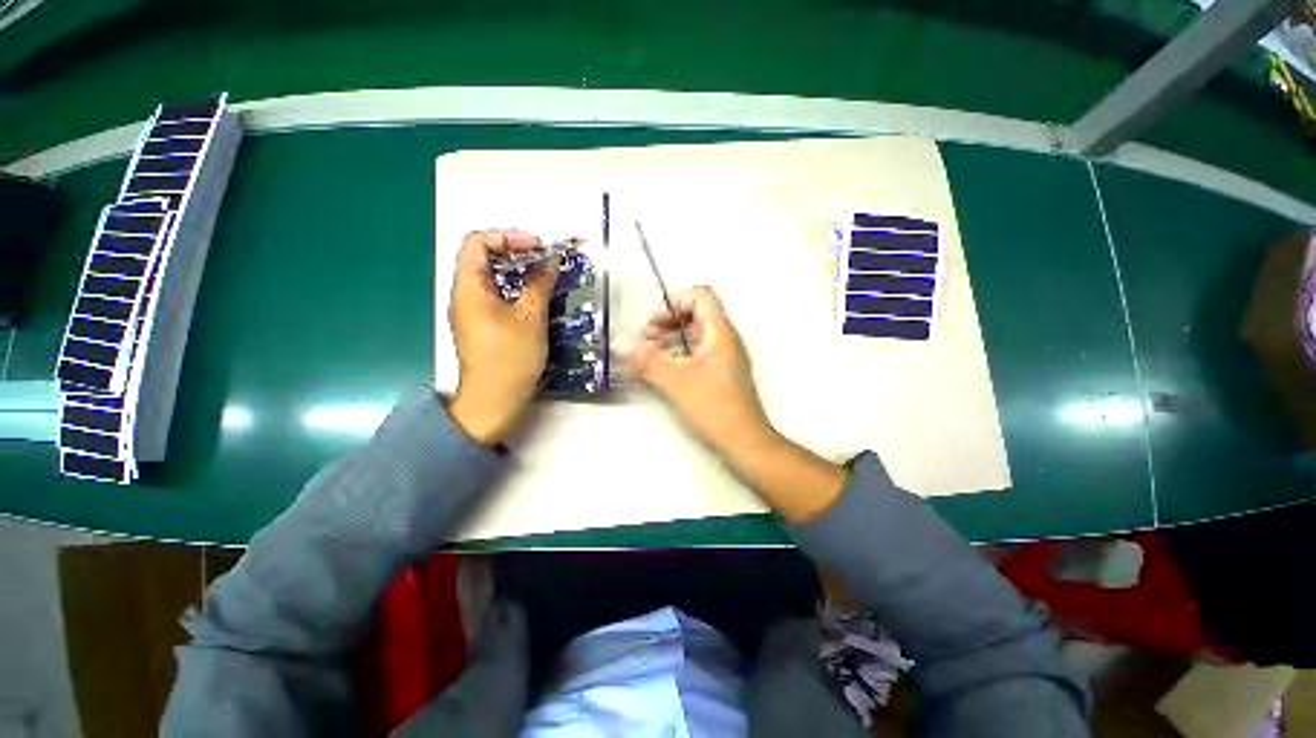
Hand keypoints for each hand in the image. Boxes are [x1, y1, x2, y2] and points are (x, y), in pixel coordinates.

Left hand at [447, 230, 556, 443]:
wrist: (494, 400)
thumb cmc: (510, 357)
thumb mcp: (531, 318)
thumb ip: (540, 284)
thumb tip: (550, 260)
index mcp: (469, 287)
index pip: (477, 242)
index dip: (507, 237)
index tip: (537, 246)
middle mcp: (464, 295)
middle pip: (483, 258)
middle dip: (516, 253)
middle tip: (545, 260)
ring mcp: (472, 312)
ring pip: (491, 278)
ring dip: (518, 273)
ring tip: (546, 277)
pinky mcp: (482, 326)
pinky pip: (496, 296)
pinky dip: (516, 290)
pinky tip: (537, 300)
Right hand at [621, 286, 776, 457]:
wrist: (745, 441)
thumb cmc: (713, 406)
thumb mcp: (675, 380)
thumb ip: (646, 359)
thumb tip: (619, 341)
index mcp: (720, 332)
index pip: (701, 296)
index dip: (676, 300)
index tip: (654, 320)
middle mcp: (725, 339)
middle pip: (696, 314)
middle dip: (668, 321)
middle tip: (645, 337)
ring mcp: (725, 357)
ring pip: (695, 335)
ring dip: (671, 338)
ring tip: (649, 352)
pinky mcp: (721, 374)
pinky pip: (698, 353)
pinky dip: (679, 354)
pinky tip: (663, 369)